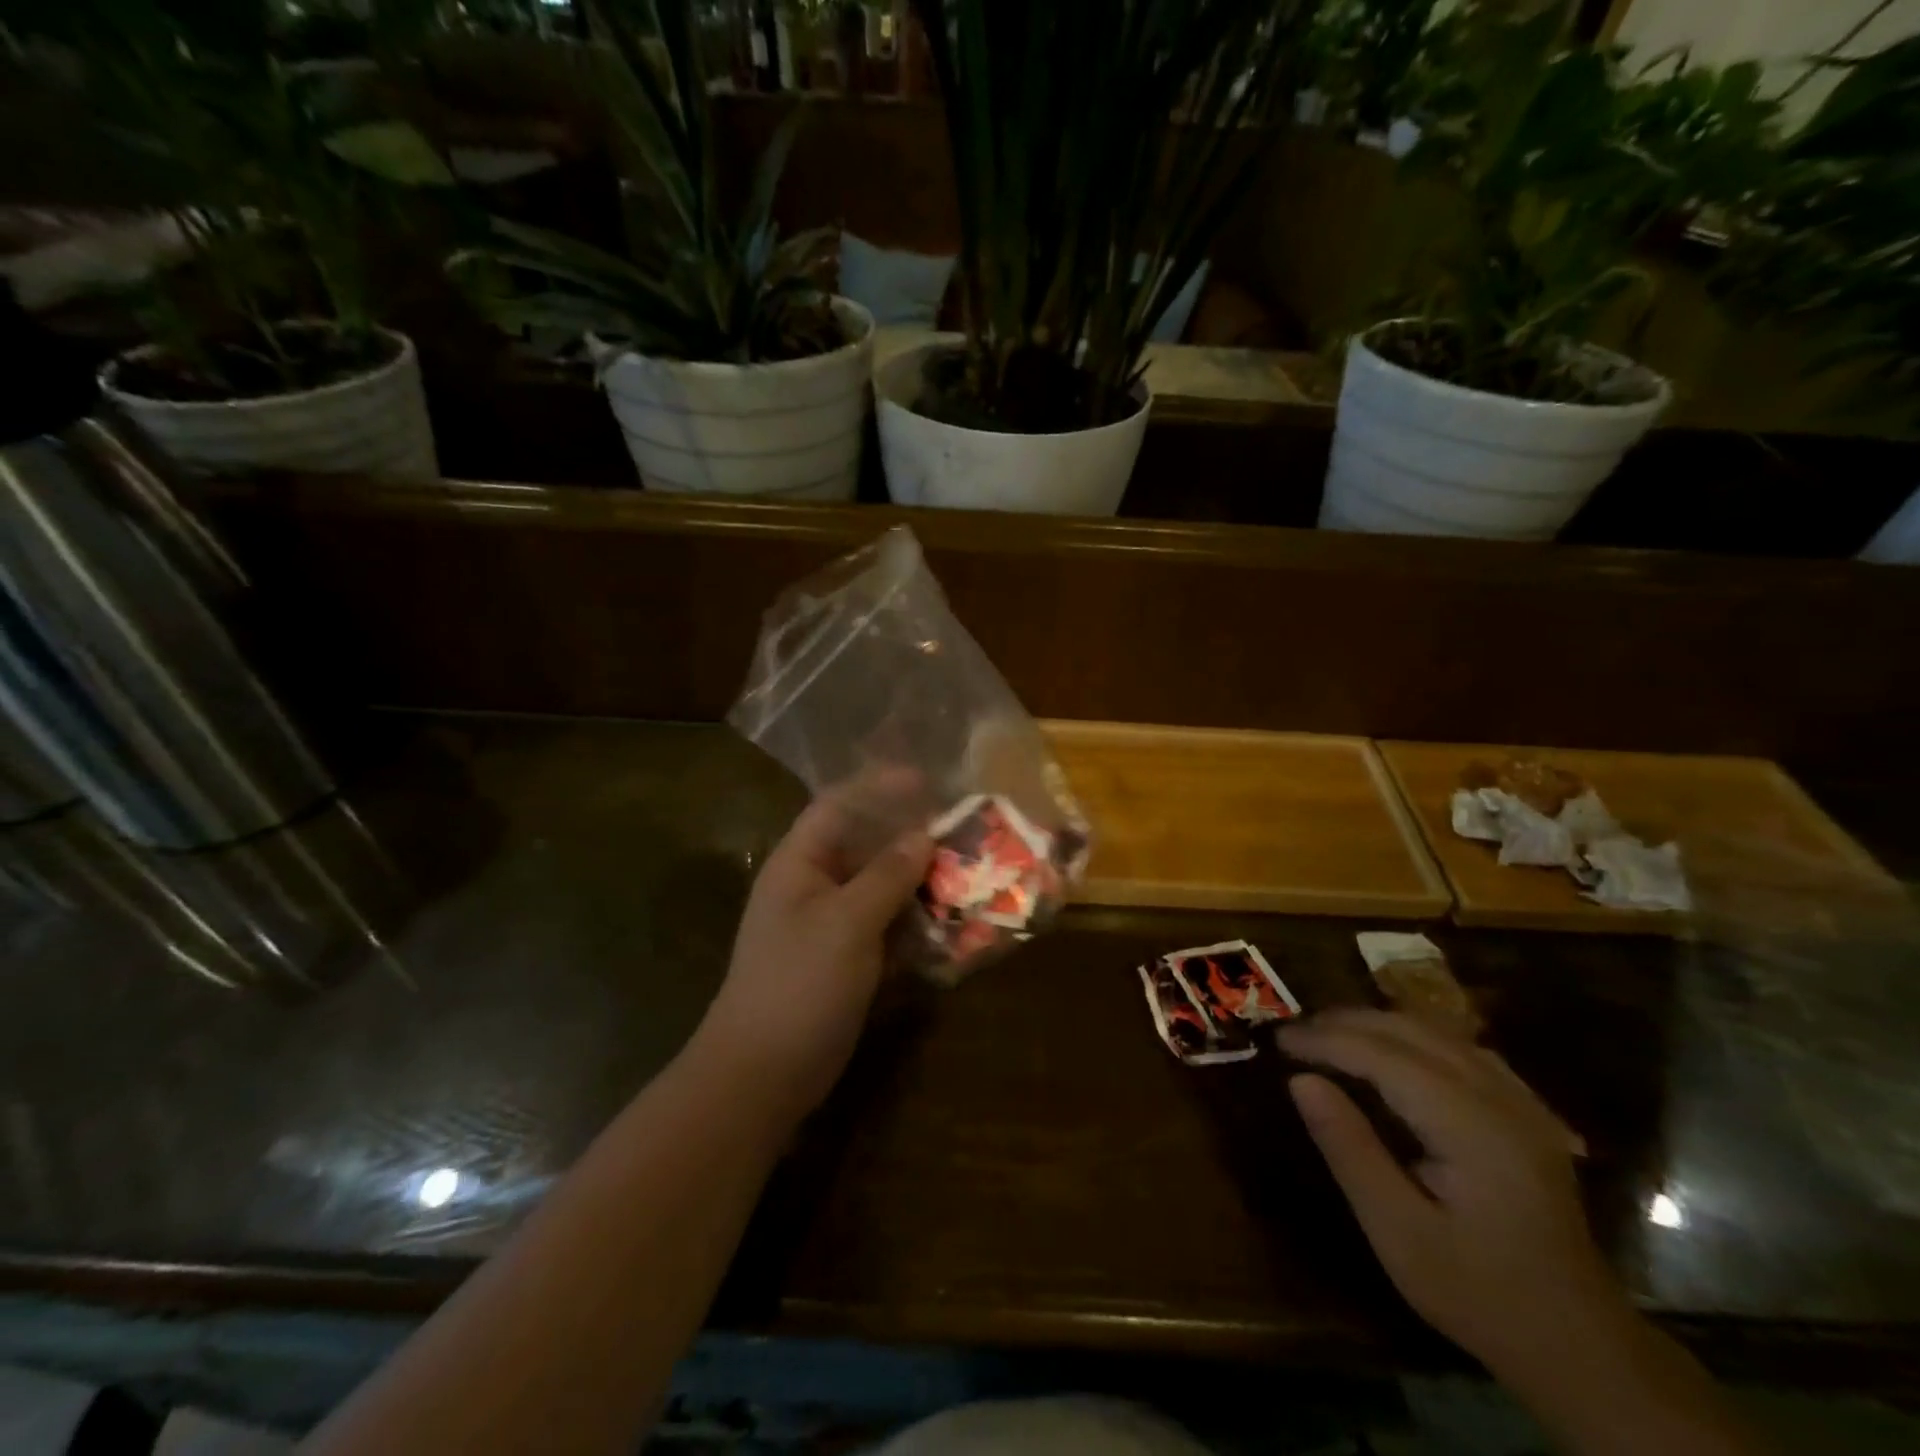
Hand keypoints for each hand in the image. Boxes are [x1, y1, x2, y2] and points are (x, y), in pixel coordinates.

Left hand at [697, 788, 933, 1116]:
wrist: (763, 1073)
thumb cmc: (799, 983)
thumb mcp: (847, 922)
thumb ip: (887, 875)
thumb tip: (924, 836)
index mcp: (800, 863)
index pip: (838, 805)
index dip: (879, 787)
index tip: (927, 781)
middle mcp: (814, 885)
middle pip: (865, 844)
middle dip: (910, 836)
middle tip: (959, 829)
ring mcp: (830, 925)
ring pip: (881, 887)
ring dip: (919, 880)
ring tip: (966, 870)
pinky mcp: (847, 960)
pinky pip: (887, 926)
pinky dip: (916, 921)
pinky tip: (951, 921)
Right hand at [1279, 1009, 1627, 1387]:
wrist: (1580, 1346)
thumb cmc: (1478, 1293)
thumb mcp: (1398, 1232)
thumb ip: (1349, 1149)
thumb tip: (1301, 1081)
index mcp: (1471, 1126)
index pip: (1383, 1055)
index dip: (1325, 1040)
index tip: (1278, 1041)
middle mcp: (1500, 1098)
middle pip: (1411, 1030)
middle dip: (1345, 1023)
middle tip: (1294, 1034)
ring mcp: (1520, 1102)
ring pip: (1438, 1031)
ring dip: (1377, 1024)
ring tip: (1328, 1036)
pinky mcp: (1525, 1112)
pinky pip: (1461, 1048)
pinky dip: (1413, 1037)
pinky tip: (1390, 1051)